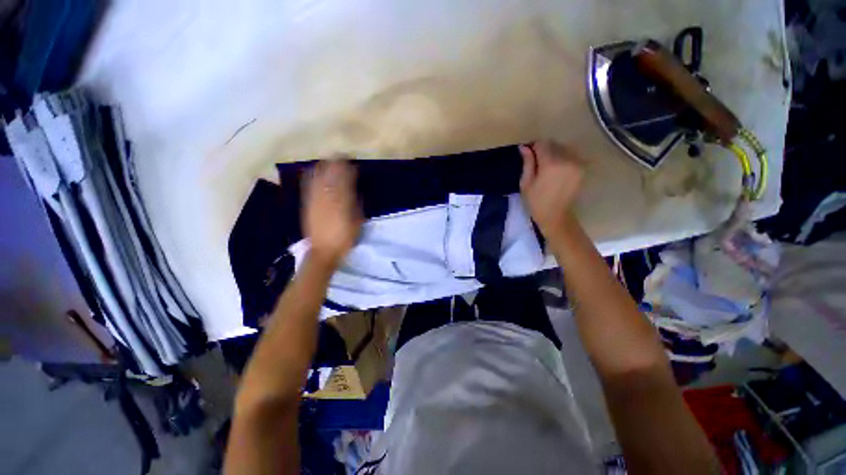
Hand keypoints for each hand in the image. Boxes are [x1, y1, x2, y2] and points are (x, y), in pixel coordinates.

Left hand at [302, 160, 362, 268]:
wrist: (323, 251)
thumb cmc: (344, 238)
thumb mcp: (357, 222)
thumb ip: (357, 204)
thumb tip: (355, 191)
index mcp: (342, 203)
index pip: (344, 180)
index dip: (348, 169)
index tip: (352, 163)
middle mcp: (327, 198)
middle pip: (330, 176)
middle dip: (335, 164)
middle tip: (341, 158)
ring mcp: (315, 200)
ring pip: (318, 178)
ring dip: (324, 167)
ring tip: (329, 161)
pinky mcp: (307, 204)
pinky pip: (308, 185)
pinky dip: (312, 175)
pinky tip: (314, 170)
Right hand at [519, 140, 584, 239]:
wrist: (556, 216)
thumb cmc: (536, 202)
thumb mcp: (526, 183)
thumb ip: (527, 163)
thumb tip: (524, 147)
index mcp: (551, 164)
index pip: (542, 144)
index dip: (533, 147)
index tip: (528, 155)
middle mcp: (567, 160)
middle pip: (554, 144)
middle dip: (544, 150)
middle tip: (537, 164)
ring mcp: (577, 163)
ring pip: (563, 148)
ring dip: (554, 153)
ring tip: (547, 168)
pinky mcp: (582, 168)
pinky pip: (571, 155)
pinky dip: (563, 158)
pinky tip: (556, 170)